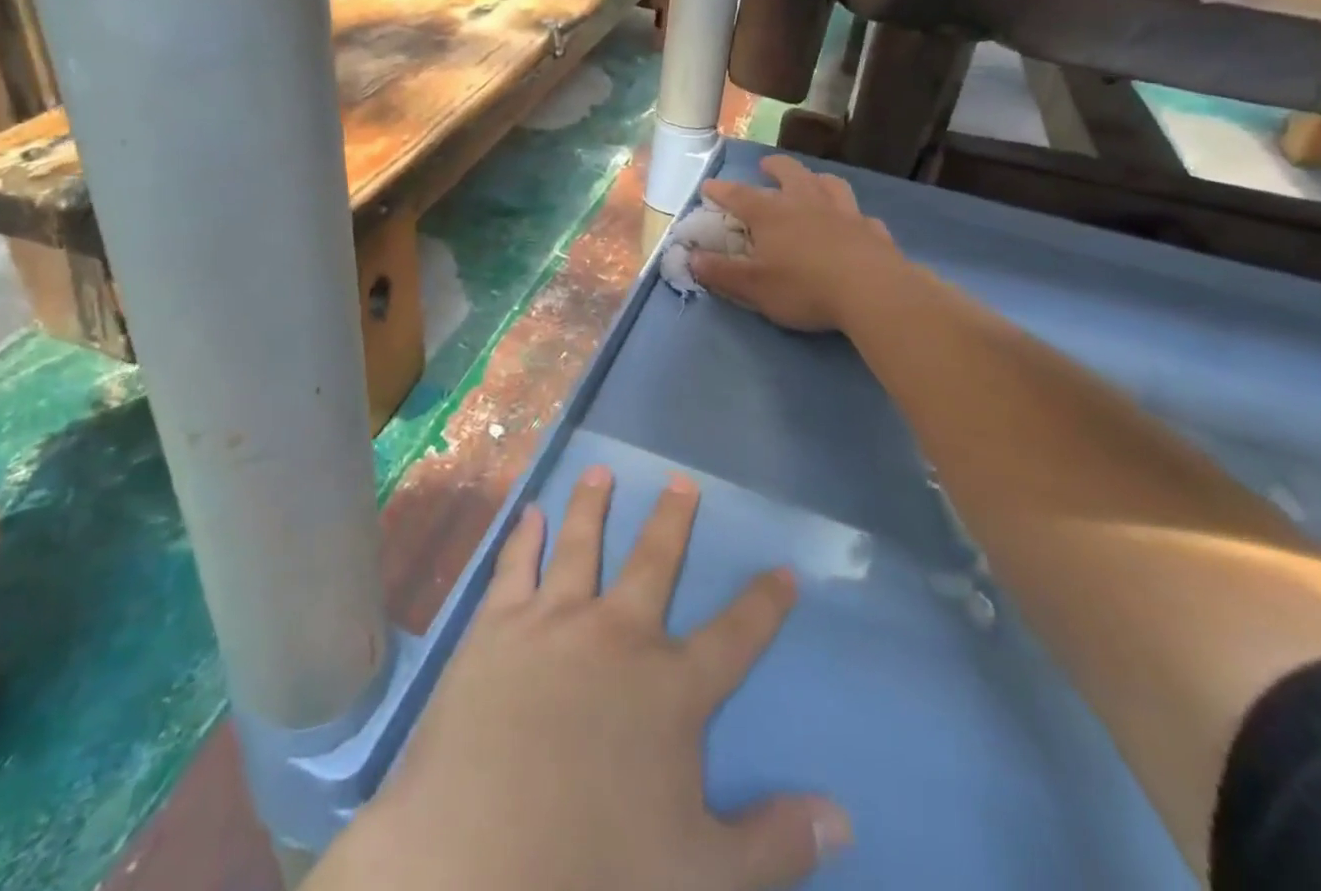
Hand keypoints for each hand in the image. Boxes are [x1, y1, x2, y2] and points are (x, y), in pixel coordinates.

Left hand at [314, 466, 850, 890]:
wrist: (478, 856)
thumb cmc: (595, 868)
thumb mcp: (701, 874)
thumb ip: (773, 843)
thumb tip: (842, 818)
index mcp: (670, 688)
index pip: (735, 636)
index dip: (764, 603)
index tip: (784, 569)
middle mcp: (618, 634)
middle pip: (654, 562)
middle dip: (672, 520)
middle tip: (682, 481)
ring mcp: (555, 620)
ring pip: (580, 543)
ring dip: (593, 504)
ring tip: (600, 471)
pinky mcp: (498, 625)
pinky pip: (516, 565)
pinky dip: (523, 536)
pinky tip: (528, 511)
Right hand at [694, 155, 904, 332]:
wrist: (871, 291)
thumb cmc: (804, 288)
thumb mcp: (754, 287)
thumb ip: (722, 273)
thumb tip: (692, 258)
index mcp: (772, 215)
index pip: (740, 196)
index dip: (722, 191)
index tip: (709, 186)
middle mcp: (806, 203)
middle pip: (789, 173)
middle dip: (775, 167)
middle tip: (766, 166)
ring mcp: (844, 213)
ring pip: (829, 185)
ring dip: (816, 180)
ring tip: (812, 182)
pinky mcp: (872, 230)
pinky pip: (860, 216)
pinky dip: (852, 216)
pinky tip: (853, 223)